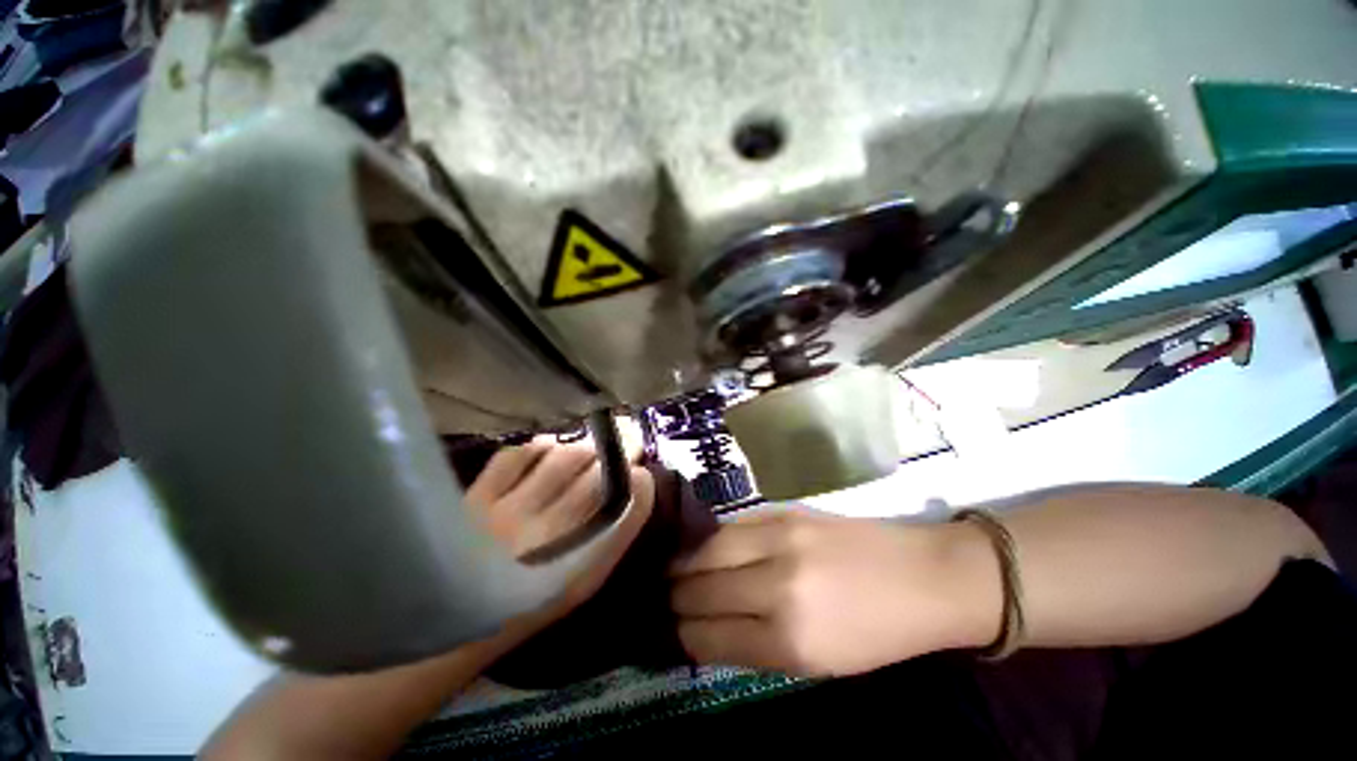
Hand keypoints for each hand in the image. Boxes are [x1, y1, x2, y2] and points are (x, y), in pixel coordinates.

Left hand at [465, 435, 654, 642]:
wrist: (457, 621)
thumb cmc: (531, 600)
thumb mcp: (582, 580)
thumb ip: (612, 536)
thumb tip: (635, 487)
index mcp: (582, 566)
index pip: (627, 508)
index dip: (641, 483)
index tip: (642, 473)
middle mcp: (550, 535)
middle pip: (598, 475)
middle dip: (619, 453)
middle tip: (626, 439)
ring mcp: (510, 513)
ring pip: (562, 459)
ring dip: (583, 449)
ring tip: (586, 450)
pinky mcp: (476, 499)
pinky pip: (516, 456)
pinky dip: (538, 447)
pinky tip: (546, 450)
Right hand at [670, 510, 1001, 676]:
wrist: (922, 576)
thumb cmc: (876, 634)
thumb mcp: (816, 663)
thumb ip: (755, 646)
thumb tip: (705, 633)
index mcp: (789, 638)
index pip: (709, 636)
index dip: (680, 635)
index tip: (665, 633)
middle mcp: (776, 582)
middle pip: (700, 588)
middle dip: (672, 598)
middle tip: (656, 600)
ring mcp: (778, 537)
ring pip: (707, 549)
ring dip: (682, 563)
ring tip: (668, 571)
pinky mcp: (783, 510)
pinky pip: (730, 526)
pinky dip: (709, 539)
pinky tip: (700, 546)